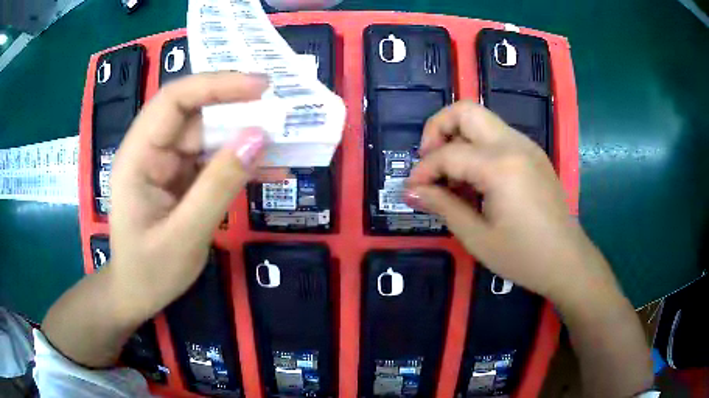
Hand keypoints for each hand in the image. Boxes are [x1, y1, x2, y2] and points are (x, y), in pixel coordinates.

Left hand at [108, 72, 270, 321]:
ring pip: (209, 134)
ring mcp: (167, 162)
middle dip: (238, 108)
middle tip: (282, 113)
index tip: (261, 87)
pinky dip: (241, 163)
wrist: (137, 294)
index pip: (174, 100)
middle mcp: (151, 150)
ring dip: (245, 137)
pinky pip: (214, 159)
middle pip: (195, 113)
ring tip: (286, 143)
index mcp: (138, 156)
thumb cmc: (150, 271)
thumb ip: (219, 186)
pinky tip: (271, 171)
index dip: (216, 85)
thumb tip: (259, 138)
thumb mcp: (185, 235)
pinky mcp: (181, 176)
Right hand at [406, 101, 617, 304]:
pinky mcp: (533, 153)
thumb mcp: (477, 237)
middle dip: (437, 129)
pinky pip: (497, 135)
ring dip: (458, 137)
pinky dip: (477, 146)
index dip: (423, 171)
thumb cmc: (523, 256)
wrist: (567, 261)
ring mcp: (527, 145)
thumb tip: (411, 191)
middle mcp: (514, 144)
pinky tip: (475, 178)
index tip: (411, 190)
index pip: (448, 154)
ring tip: (450, 174)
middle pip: (465, 111)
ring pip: (482, 119)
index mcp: (500, 166)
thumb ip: (443, 206)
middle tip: (429, 161)